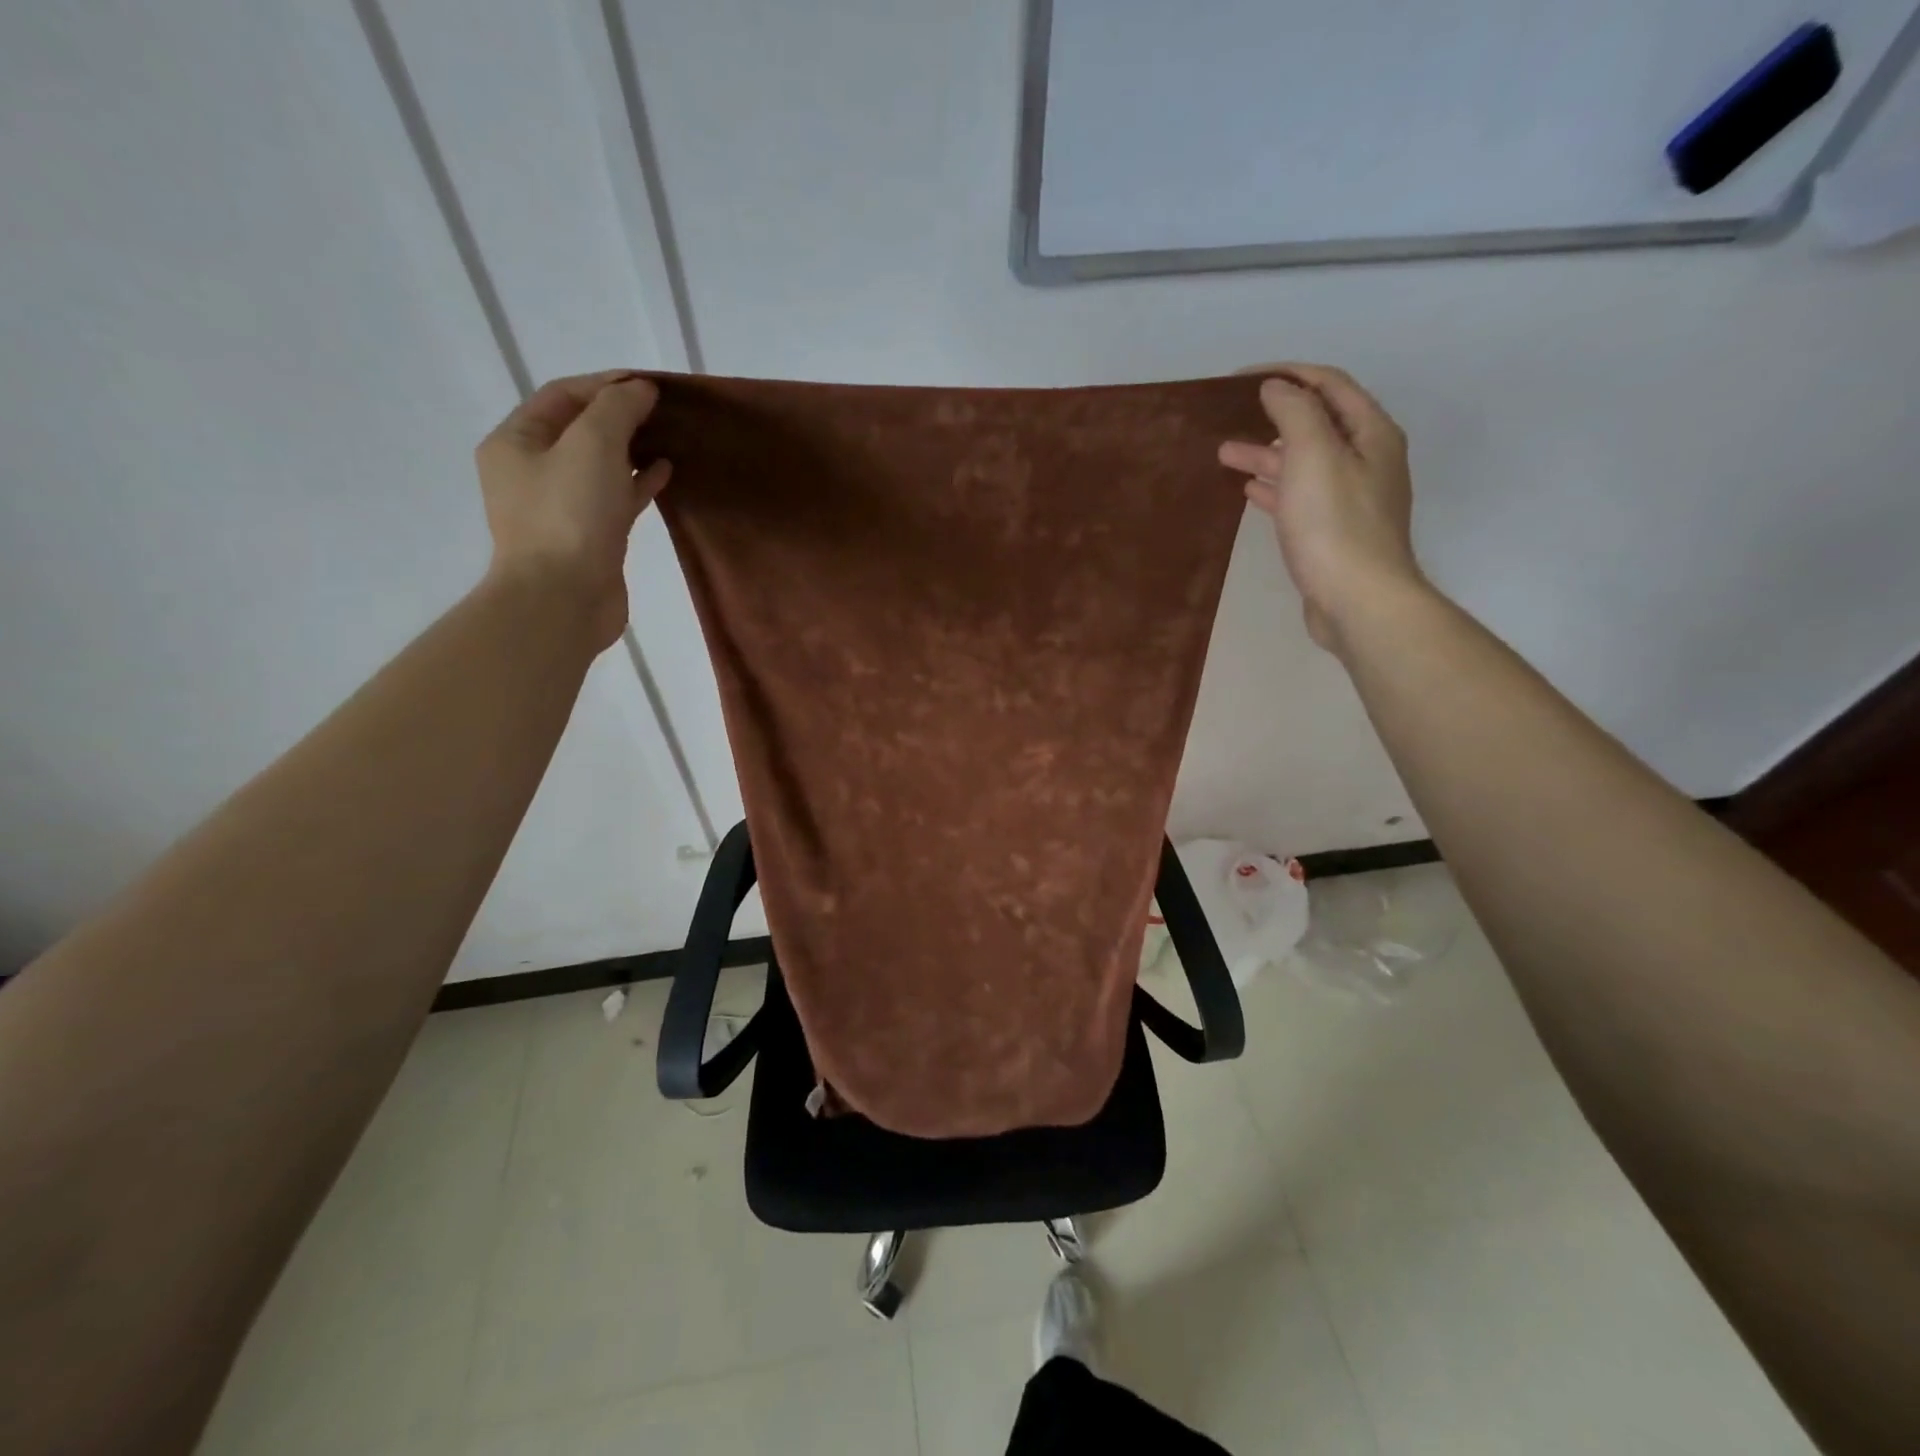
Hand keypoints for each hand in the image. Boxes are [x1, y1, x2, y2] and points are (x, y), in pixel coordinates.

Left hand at [474, 370, 671, 648]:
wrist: (564, 599)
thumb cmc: (570, 515)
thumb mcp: (592, 444)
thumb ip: (617, 409)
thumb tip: (640, 390)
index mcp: (515, 443)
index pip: (562, 396)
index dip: (606, 384)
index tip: (650, 385)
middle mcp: (531, 472)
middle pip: (579, 430)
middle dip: (620, 416)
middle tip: (663, 410)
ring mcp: (560, 508)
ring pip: (599, 465)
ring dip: (631, 449)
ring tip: (668, 437)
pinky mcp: (588, 537)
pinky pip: (614, 498)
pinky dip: (637, 482)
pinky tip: (665, 472)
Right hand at [1218, 364, 1421, 652]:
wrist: (1358, 601)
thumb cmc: (1335, 525)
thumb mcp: (1314, 455)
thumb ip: (1295, 413)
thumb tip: (1276, 387)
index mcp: (1371, 433)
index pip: (1329, 384)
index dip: (1287, 374)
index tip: (1240, 379)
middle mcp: (1367, 459)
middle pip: (1316, 423)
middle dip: (1272, 415)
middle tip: (1228, 416)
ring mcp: (1351, 498)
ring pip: (1304, 462)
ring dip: (1266, 454)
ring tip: (1225, 454)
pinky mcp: (1333, 532)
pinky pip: (1300, 497)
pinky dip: (1275, 488)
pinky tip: (1250, 491)